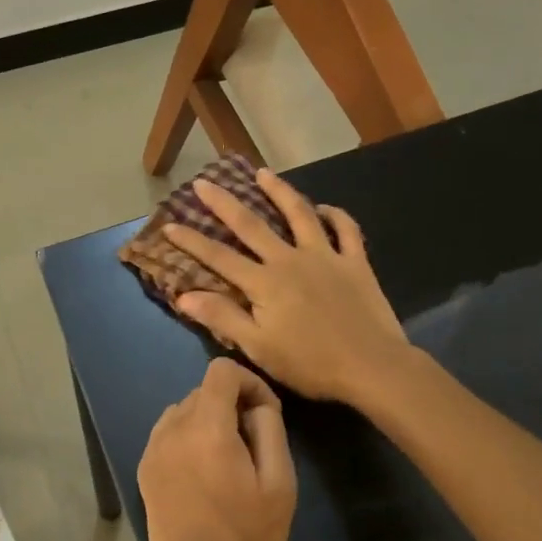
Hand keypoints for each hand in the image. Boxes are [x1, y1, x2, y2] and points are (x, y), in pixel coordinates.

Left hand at [137, 358, 295, 540]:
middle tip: (252, 441)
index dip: (249, 382)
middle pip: (203, 390)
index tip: (265, 412)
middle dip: (231, 404)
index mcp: (207, 429)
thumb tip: (255, 407)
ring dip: (208, 419)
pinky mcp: (144, 470)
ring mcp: (153, 450)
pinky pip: (168, 433)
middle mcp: (173, 430)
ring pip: (183, 410)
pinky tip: (202, 471)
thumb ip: (269, 429)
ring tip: (226, 457)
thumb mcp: (281, 482)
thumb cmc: (252, 537)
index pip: (221, 371)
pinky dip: (187, 437)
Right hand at [163, 169, 409, 403]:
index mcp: (264, 283)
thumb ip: (223, 318)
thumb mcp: (259, 348)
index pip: (219, 257)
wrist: (372, 366)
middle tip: (204, 181)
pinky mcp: (355, 261)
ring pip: (299, 214)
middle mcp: (290, 259)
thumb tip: (183, 295)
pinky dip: (335, 215)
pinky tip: (324, 208)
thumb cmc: (311, 364)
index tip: (170, 225)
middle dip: (224, 203)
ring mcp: (325, 256)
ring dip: (279, 191)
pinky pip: (346, 229)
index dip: (192, 241)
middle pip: (251, 225)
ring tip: (263, 173)